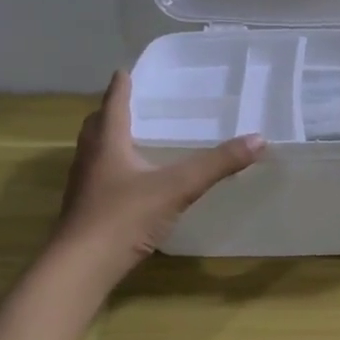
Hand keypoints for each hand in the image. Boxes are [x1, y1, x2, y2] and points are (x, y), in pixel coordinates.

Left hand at [53, 72, 265, 286]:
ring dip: (109, 140)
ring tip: (133, 139)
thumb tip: (259, 139)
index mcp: (108, 143)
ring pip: (94, 152)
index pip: (114, 103)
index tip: (126, 71)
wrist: (81, 267)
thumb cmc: (124, 217)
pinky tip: (131, 183)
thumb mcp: (177, 188)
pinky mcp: (85, 211)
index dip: (121, 86)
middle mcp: (91, 158)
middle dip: (111, 112)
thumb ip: (216, 164)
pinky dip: (113, 169)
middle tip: (131, 104)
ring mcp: (84, 186)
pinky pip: (99, 178)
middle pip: (97, 126)